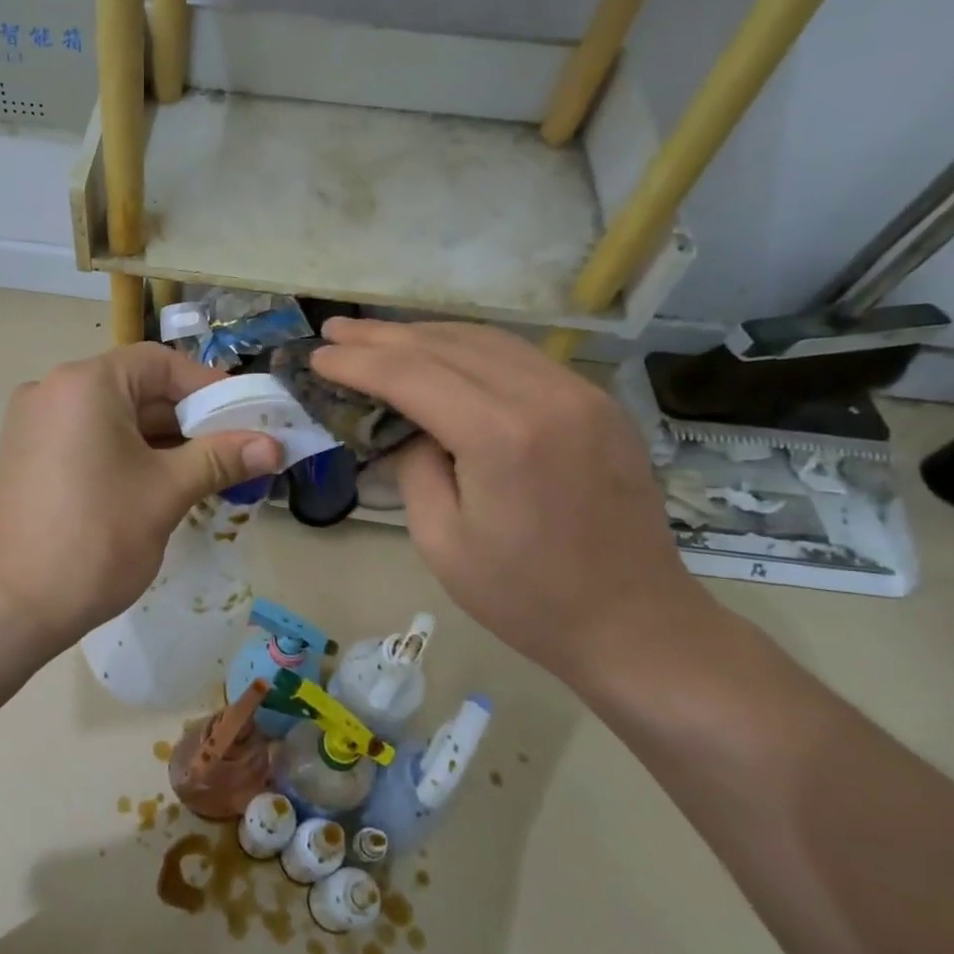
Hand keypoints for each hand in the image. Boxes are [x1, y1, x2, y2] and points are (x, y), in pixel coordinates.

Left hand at [0, 343, 281, 655]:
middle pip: (137, 389)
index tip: (247, 418)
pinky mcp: (28, 458)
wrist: (9, 608)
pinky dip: (128, 455)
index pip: (160, 363)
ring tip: (207, 475)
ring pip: (115, 419)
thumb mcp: (166, 493)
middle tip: (235, 451)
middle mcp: (53, 391)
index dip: (209, 387)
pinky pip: (90, 441)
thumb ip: (220, 459)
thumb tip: (274, 445)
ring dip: (162, 441)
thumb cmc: (95, 539)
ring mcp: (34, 425)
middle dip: (189, 420)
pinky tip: (160, 487)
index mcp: (85, 383)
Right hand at [312, 319, 712, 683]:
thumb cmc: (525, 597)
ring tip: (377, 335)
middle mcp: (543, 397)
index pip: (411, 376)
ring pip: (484, 340)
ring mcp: (579, 393)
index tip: (318, 356)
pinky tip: (440, 352)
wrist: (634, 623)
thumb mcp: (441, 541)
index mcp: (500, 437)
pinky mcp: (597, 402)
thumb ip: (414, 468)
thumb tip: (410, 427)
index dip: (358, 363)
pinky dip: (468, 347)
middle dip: (382, 337)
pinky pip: (519, 356)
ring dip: (424, 334)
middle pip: (445, 346)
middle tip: (335, 330)